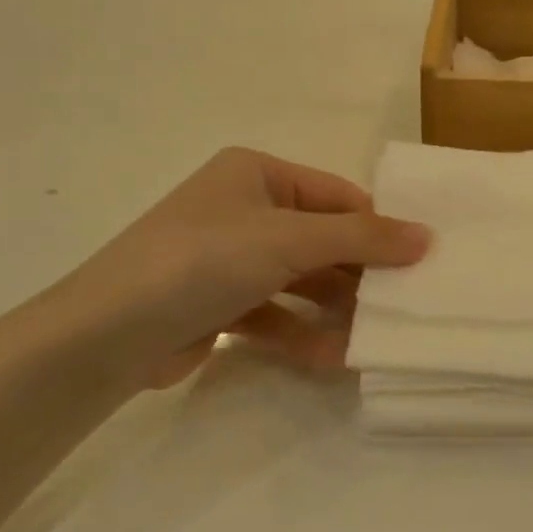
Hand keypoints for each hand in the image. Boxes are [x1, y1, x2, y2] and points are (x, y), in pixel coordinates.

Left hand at [31, 148, 429, 395]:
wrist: (104, 335)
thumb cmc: (203, 261)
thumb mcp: (289, 240)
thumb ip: (362, 238)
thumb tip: (427, 236)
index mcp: (257, 173)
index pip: (337, 196)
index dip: (378, 226)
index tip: (420, 261)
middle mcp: (244, 209)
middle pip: (322, 240)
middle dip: (360, 274)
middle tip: (405, 304)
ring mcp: (230, 259)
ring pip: (301, 281)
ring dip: (335, 308)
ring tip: (375, 336)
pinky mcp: (219, 305)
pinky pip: (276, 313)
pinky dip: (303, 333)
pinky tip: (335, 357)